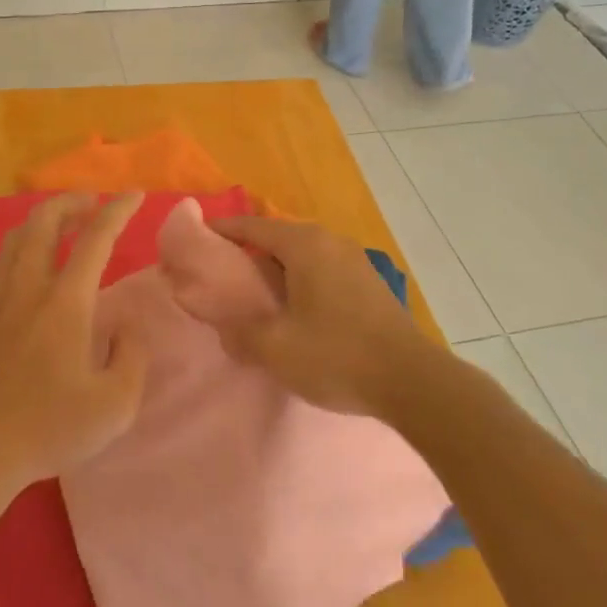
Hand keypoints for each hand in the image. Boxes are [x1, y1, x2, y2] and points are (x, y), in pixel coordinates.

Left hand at [0, 193, 147, 495]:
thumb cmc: (49, 429)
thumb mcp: (115, 405)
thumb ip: (132, 356)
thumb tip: (126, 326)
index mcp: (65, 303)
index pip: (95, 239)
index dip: (118, 211)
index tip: (135, 195)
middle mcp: (27, 288)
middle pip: (44, 221)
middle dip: (72, 201)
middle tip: (94, 204)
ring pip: (16, 237)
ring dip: (43, 220)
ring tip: (63, 226)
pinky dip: (19, 246)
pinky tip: (26, 263)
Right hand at [173, 215, 440, 416]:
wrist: (411, 380)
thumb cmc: (336, 355)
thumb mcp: (275, 348)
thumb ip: (240, 332)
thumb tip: (224, 327)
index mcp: (304, 245)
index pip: (251, 226)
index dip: (221, 232)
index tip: (195, 241)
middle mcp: (330, 241)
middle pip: (277, 236)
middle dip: (247, 250)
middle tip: (221, 273)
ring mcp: (354, 259)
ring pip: (302, 253)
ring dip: (276, 267)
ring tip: (254, 292)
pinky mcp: (369, 281)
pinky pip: (322, 268)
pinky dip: (299, 278)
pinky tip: (294, 307)